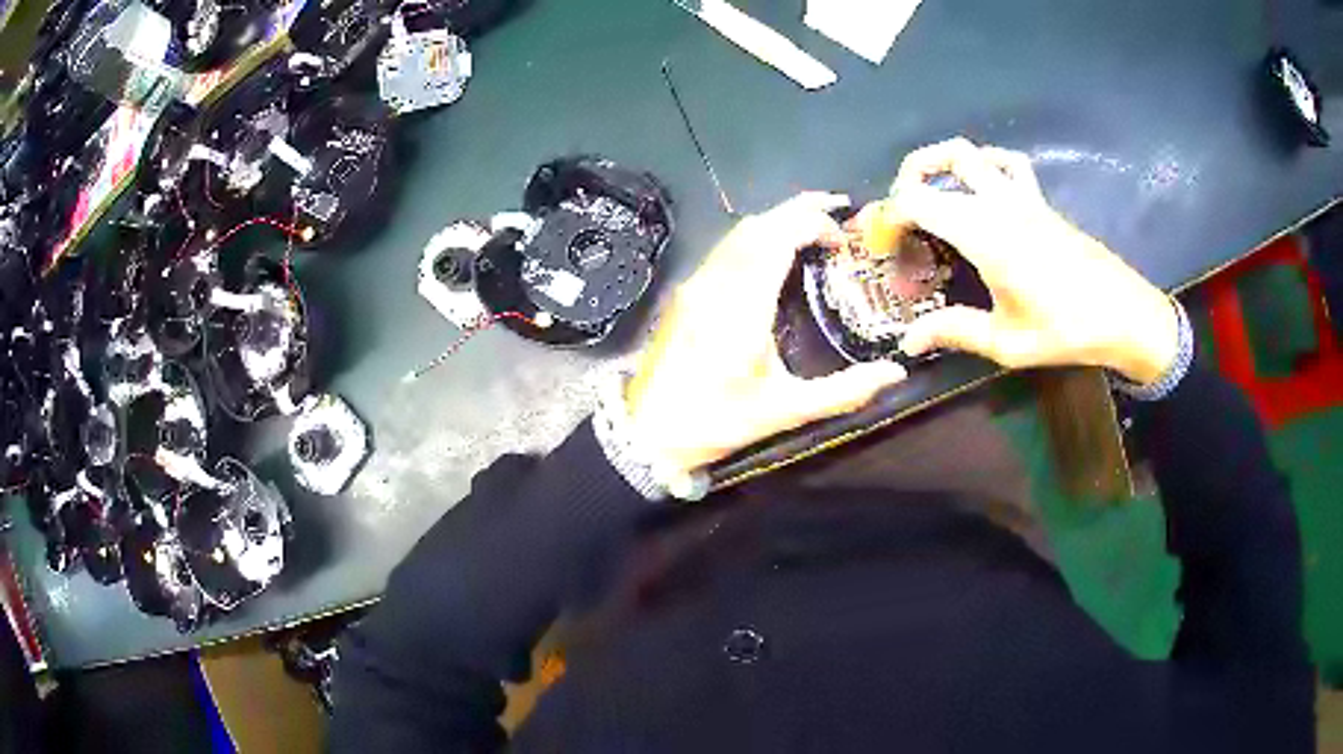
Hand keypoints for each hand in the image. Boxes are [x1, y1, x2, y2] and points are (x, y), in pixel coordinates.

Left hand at [625, 193, 907, 475]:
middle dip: (797, 209)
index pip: (777, 238)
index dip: (811, 222)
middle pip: (757, 225)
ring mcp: (695, 285)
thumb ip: (843, 392)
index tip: (842, 236)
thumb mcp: (785, 411)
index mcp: (742, 306)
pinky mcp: (685, 294)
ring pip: (737, 233)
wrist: (647, 434)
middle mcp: (715, 283)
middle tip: (836, 211)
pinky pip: (724, 248)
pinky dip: (755, 237)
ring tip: (810, 225)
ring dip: (775, 220)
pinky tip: (772, 252)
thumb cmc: (716, 422)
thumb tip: (895, 374)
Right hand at [882, 138, 1179, 384]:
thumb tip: (908, 342)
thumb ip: (956, 332)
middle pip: (943, 160)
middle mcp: (1000, 203)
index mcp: (985, 234)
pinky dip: (985, 164)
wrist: (1124, 314)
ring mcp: (1023, 197)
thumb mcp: (1007, 341)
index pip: (918, 200)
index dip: (890, 215)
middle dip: (909, 179)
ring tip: (932, 190)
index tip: (883, 245)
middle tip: (901, 215)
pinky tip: (982, 188)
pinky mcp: (1041, 203)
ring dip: (944, 161)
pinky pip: (1007, 164)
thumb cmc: (1066, 329)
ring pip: (974, 152)